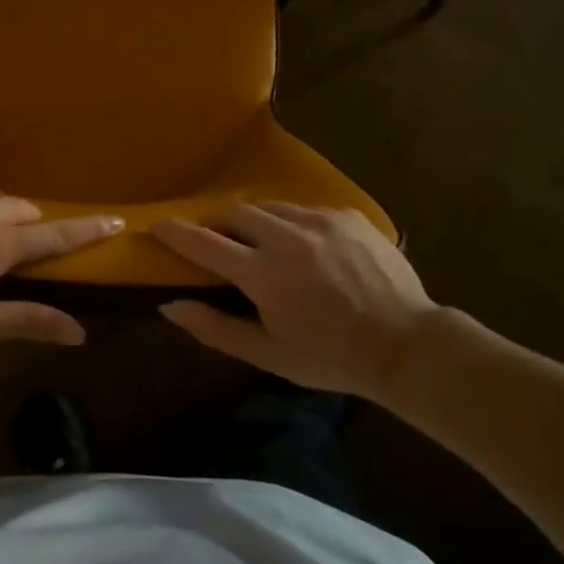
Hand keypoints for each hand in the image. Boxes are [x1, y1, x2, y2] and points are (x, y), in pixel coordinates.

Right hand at [150, 204, 445, 399]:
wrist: (406, 345)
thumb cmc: (331, 357)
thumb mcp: (269, 354)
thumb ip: (215, 328)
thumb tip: (169, 306)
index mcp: (263, 274)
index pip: (204, 243)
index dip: (175, 231)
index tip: (156, 224)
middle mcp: (287, 237)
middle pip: (235, 212)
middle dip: (218, 222)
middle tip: (217, 239)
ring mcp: (321, 220)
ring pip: (271, 207)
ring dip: (256, 221)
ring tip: (263, 242)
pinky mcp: (347, 215)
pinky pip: (307, 209)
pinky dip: (294, 223)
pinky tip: (307, 246)